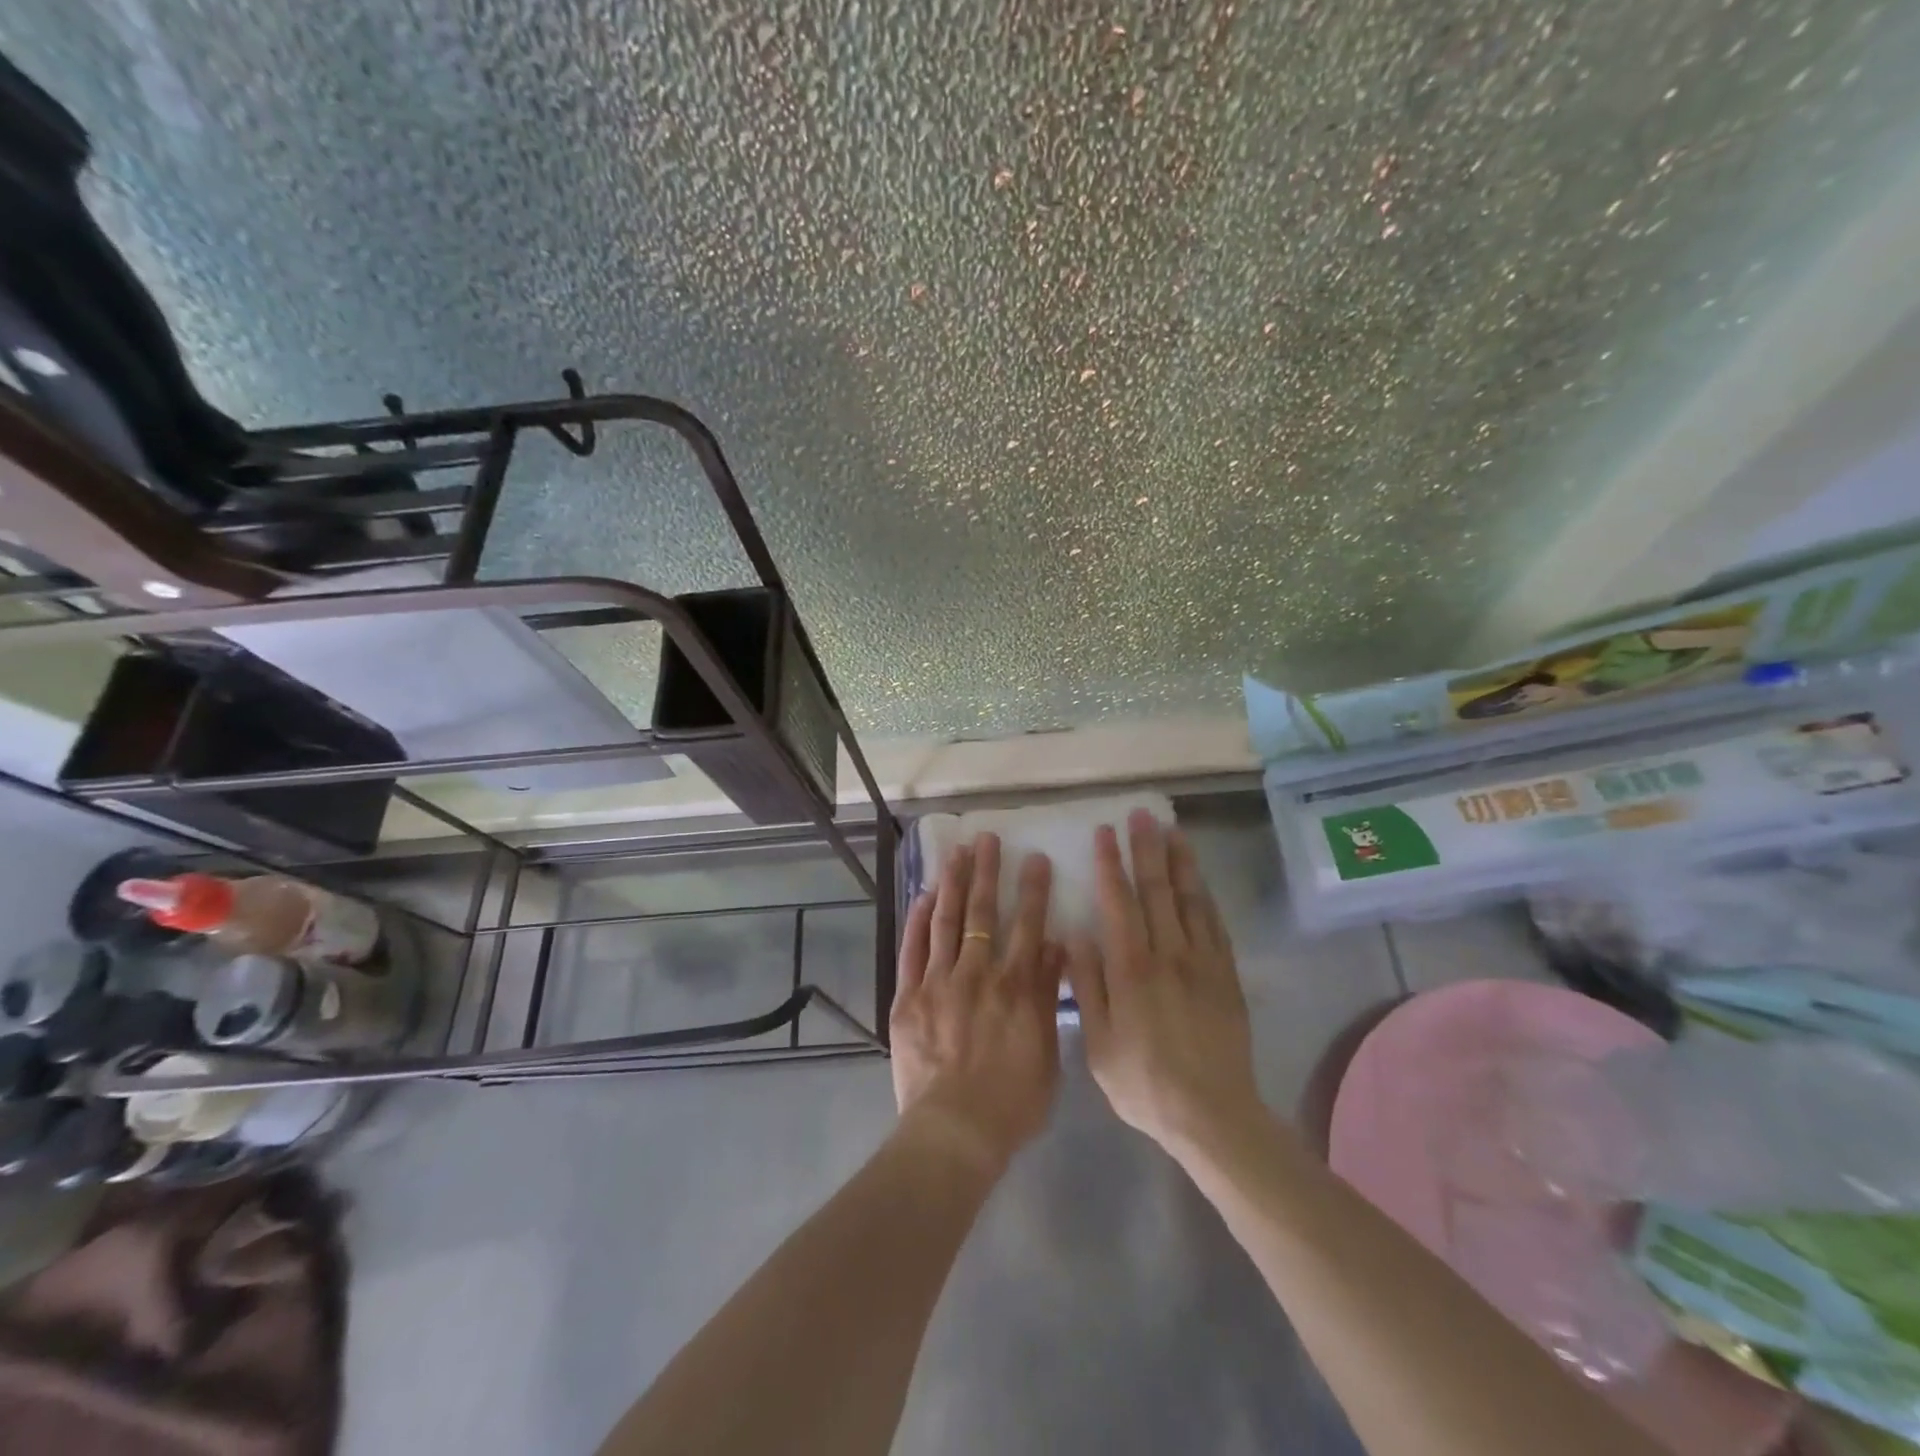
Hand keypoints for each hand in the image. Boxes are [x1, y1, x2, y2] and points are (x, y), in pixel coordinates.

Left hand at [890, 833, 1062, 1173]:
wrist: (955, 1131)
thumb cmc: (1013, 1102)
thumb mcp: (1048, 1053)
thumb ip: (1049, 996)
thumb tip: (1054, 947)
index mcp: (1016, 986)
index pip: (1028, 924)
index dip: (1032, 888)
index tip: (1034, 857)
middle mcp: (977, 973)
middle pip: (982, 912)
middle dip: (986, 871)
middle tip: (987, 838)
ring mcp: (938, 981)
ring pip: (945, 920)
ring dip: (951, 883)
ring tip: (955, 852)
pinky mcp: (908, 996)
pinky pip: (912, 949)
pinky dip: (917, 920)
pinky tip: (922, 896)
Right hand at [1065, 811, 1263, 1156]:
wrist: (1212, 1115)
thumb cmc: (1143, 1082)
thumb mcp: (1098, 1043)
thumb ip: (1087, 985)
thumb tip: (1075, 935)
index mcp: (1131, 968)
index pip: (1119, 902)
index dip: (1111, 865)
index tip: (1105, 833)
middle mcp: (1168, 955)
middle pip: (1157, 890)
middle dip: (1147, 849)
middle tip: (1142, 815)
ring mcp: (1202, 963)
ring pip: (1190, 901)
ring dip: (1180, 863)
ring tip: (1173, 831)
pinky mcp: (1226, 977)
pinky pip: (1215, 926)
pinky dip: (1206, 898)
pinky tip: (1199, 882)